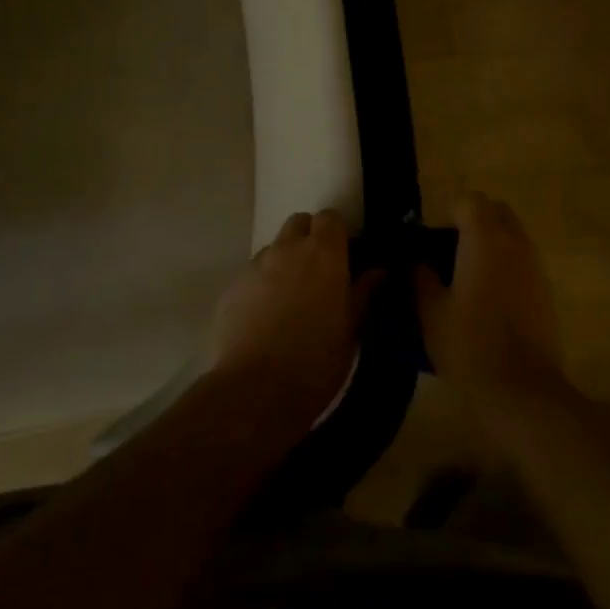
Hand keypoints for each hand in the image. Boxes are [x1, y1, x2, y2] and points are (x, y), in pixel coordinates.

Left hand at [212, 211, 377, 423]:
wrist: (255, 390)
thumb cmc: (317, 361)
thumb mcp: (351, 330)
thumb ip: (364, 293)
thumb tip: (378, 270)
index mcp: (324, 254)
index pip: (331, 217)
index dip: (338, 233)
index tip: (345, 255)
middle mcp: (287, 249)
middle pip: (299, 223)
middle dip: (310, 237)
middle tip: (319, 271)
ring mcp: (255, 266)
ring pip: (274, 248)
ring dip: (285, 261)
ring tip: (291, 298)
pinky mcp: (231, 287)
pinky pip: (253, 274)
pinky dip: (262, 285)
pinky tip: (265, 317)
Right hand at [415, 193, 567, 426]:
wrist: (522, 391)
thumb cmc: (469, 346)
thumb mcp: (430, 313)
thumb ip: (420, 278)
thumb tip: (417, 263)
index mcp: (484, 239)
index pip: (468, 201)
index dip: (447, 213)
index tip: (430, 239)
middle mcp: (514, 243)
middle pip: (495, 211)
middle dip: (472, 220)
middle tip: (448, 249)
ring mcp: (534, 266)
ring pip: (512, 234)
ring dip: (490, 241)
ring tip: (465, 273)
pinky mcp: (545, 290)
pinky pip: (522, 260)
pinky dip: (505, 263)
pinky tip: (487, 296)